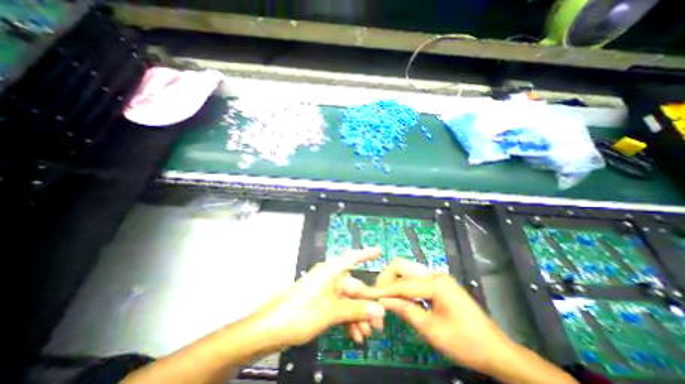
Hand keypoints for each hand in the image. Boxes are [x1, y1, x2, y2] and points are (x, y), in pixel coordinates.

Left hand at [250, 249, 383, 350]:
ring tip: (366, 334)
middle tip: (379, 323)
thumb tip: (379, 310)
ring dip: (358, 316)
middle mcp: (329, 278)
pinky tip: (355, 336)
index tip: (379, 251)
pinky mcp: (321, 304)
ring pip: (348, 301)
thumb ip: (356, 309)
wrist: (270, 330)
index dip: (366, 254)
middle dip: (366, 305)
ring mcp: (325, 292)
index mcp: (330, 271)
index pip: (352, 258)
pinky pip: (340, 309)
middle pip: (354, 287)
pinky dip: (348, 320)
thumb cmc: (300, 313)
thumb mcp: (331, 312)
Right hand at [374, 259, 513, 372]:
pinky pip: (415, 280)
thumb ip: (406, 311)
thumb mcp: (432, 330)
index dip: (383, 290)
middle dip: (387, 279)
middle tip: (378, 295)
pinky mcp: (438, 284)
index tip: (368, 294)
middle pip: (402, 267)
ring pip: (407, 272)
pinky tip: (400, 298)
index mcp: (436, 283)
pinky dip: (404, 287)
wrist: (497, 351)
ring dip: (394, 282)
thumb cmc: (465, 343)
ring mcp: (437, 278)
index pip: (402, 283)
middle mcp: (435, 274)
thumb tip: (384, 301)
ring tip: (386, 298)